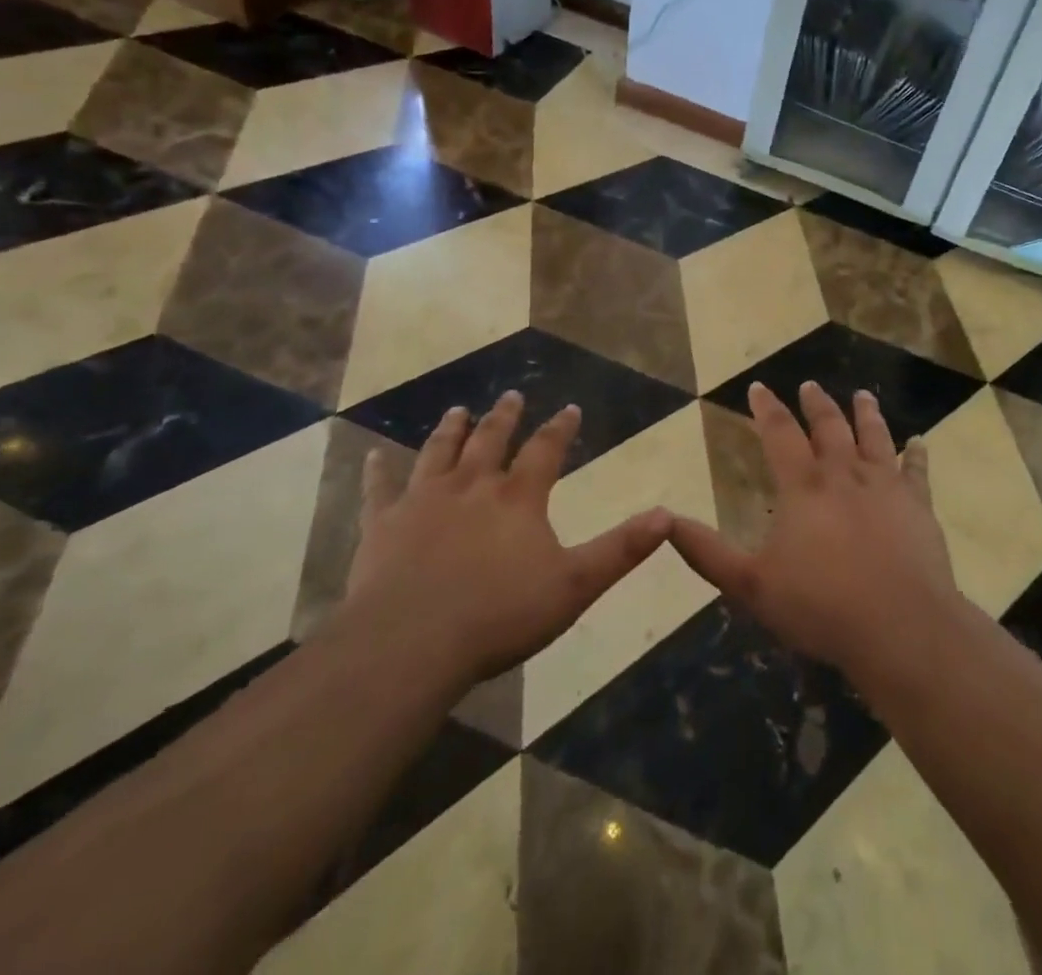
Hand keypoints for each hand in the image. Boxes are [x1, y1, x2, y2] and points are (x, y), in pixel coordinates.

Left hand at [340, 392, 670, 684]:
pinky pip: (379, 490)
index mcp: (518, 498)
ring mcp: (423, 502)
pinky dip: (377, 471)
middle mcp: (472, 487)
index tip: (570, 408)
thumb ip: (621, 549)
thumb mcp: (575, 585)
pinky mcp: (382, 526)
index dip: (560, 428)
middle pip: (490, 440)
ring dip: (450, 430)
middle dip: (504, 417)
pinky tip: (373, 455)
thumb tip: (668, 515)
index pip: (546, 450)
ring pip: (439, 453)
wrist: (411, 644)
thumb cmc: (499, 615)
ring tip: (458, 409)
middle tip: (511, 395)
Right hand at [669, 381, 964, 675]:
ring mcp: (886, 486)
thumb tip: (665, 521)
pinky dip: (917, 453)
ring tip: (862, 395)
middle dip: (816, 404)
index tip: (758, 386)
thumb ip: (707, 553)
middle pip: (829, 426)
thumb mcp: (750, 585)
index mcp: (803, 486)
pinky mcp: (918, 505)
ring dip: (866, 413)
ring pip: (875, 437)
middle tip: (810, 386)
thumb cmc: (820, 606)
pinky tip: (919, 441)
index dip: (767, 408)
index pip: (779, 433)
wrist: (900, 626)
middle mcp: (844, 474)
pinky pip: (918, 470)